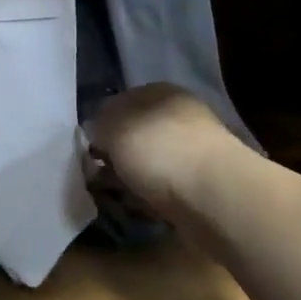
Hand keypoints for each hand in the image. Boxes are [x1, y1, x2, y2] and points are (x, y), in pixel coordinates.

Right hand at [88, 84, 231, 219]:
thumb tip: (94, 132)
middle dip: (114, 155)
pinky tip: (138, 207)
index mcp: (159, 92)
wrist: (216, 197)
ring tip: (114, 195)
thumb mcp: (113, 128)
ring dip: (130, 178)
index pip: (118, 102)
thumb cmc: (159, 151)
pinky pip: (163, 187)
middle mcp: (178, 116)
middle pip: (133, 134)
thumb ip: (97, 126)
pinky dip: (149, 197)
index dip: (98, 125)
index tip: (84, 149)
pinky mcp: (201, 184)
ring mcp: (193, 150)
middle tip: (95, 176)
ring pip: (148, 162)